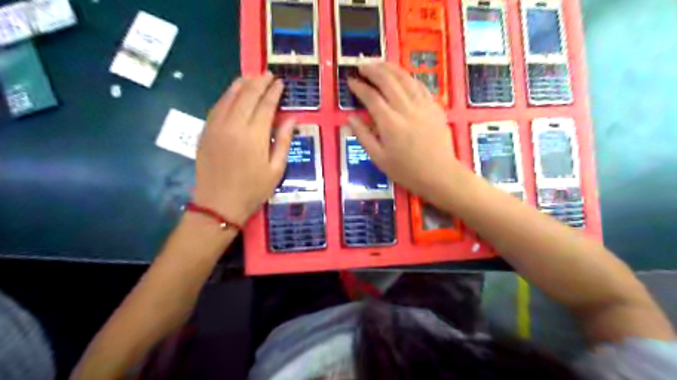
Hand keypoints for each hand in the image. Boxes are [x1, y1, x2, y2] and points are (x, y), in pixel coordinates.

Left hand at [193, 73, 294, 224]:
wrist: (218, 204)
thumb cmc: (253, 190)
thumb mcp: (276, 169)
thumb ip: (283, 141)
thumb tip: (292, 118)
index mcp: (254, 136)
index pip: (266, 106)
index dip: (274, 92)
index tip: (280, 82)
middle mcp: (234, 126)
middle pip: (247, 96)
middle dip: (259, 82)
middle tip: (268, 74)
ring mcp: (216, 127)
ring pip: (229, 97)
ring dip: (241, 84)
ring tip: (251, 76)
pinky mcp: (205, 132)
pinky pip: (217, 107)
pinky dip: (226, 96)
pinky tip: (233, 92)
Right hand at [348, 62, 466, 204]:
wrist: (439, 174)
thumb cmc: (406, 170)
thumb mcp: (379, 158)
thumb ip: (363, 136)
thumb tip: (350, 118)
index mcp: (390, 123)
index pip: (371, 97)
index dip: (359, 87)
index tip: (351, 81)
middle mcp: (406, 109)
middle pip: (388, 81)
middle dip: (373, 69)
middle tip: (361, 65)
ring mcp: (422, 105)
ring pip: (405, 78)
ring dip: (390, 68)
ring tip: (378, 63)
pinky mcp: (434, 106)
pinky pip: (419, 85)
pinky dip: (408, 77)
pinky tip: (401, 75)